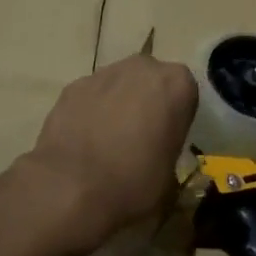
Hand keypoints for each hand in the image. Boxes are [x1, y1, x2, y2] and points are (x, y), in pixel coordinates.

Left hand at [20, 52, 197, 255]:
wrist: (70, 188)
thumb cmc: (134, 183)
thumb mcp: (170, 176)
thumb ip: (169, 149)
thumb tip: (158, 154)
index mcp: (176, 84)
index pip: (185, 92)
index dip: (177, 115)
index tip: (168, 137)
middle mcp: (143, 68)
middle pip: (150, 80)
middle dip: (147, 101)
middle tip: (140, 136)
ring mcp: (104, 73)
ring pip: (119, 84)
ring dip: (118, 103)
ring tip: (108, 141)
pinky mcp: (73, 86)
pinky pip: (91, 95)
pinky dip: (91, 111)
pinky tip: (84, 140)